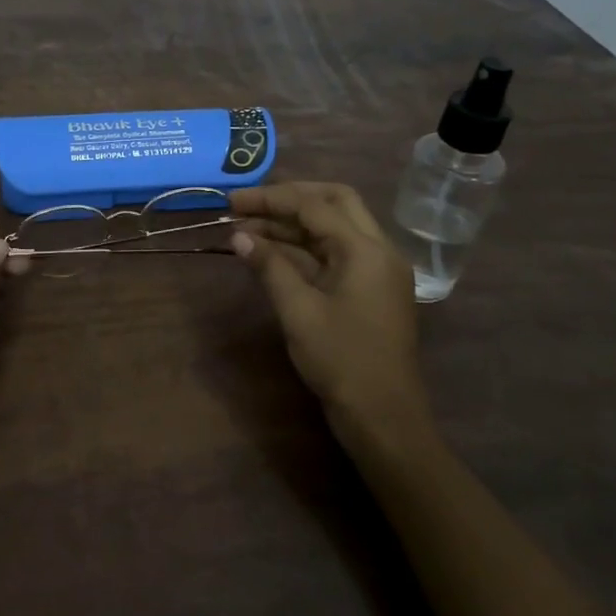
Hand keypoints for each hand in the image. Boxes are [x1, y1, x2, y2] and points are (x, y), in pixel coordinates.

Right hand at [230, 182, 431, 457]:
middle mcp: (378, 250)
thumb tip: (238, 236)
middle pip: (334, 202)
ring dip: (293, 224)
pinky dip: (304, 247)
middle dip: (288, 199)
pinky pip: (336, 253)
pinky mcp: (370, 289)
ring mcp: (377, 270)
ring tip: (247, 230)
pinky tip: (270, 253)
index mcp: (366, 249)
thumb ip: (269, 267)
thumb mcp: (298, 311)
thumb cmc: (341, 361)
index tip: (232, 201)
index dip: (270, 199)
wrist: (383, 416)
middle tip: (248, 206)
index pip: (314, 205)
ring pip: (334, 228)